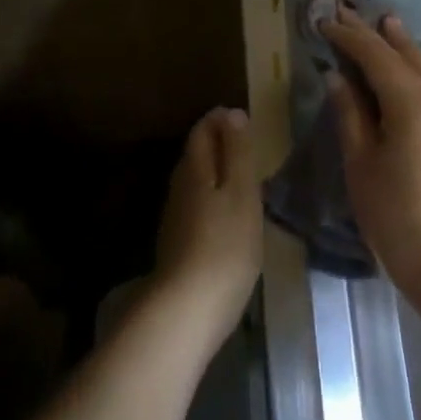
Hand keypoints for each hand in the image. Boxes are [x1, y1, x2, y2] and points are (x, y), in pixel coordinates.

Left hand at [151, 107, 263, 342]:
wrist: (189, 307)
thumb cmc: (225, 244)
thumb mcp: (241, 193)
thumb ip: (238, 153)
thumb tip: (232, 113)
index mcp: (195, 170)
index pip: (202, 132)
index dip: (220, 120)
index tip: (241, 116)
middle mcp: (179, 188)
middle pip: (194, 155)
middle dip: (216, 142)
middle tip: (244, 141)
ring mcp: (176, 218)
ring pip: (194, 181)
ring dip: (214, 171)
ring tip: (241, 173)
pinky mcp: (179, 243)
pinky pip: (197, 205)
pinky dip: (212, 197)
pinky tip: (227, 212)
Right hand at [319, 4, 420, 291]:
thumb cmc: (392, 211)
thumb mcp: (360, 162)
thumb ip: (350, 114)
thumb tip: (338, 78)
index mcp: (409, 102)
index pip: (374, 56)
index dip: (348, 37)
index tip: (324, 20)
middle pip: (405, 54)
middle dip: (378, 32)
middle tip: (351, 10)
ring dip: (402, 45)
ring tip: (386, 25)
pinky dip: (414, 67)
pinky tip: (405, 70)